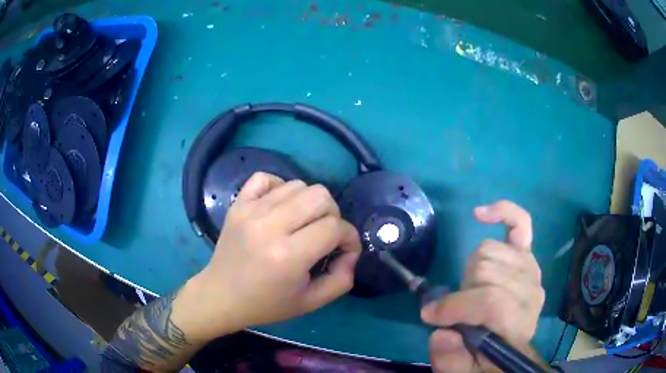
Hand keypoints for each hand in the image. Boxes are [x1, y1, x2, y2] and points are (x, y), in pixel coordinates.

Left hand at [186, 172, 361, 338]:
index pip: (334, 227)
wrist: (221, 296)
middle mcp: (269, 226)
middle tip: (325, 235)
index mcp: (288, 256)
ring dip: (309, 203)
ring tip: (302, 224)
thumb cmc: (266, 304)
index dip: (349, 237)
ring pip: (298, 184)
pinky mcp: (238, 203)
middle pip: (320, 196)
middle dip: (333, 215)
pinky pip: (266, 178)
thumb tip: (352, 252)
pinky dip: (280, 188)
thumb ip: (342, 279)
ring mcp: (250, 210)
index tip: (345, 249)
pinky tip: (280, 208)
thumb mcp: (311, 302)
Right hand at [421, 201, 544, 372]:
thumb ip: (452, 360)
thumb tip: (441, 332)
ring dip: (471, 272)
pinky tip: (481, 215)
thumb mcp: (464, 370)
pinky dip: (502, 213)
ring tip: (471, 291)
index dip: (456, 307)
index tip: (430, 317)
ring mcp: (530, 269)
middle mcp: (530, 291)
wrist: (510, 344)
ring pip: (488, 250)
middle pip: (485, 269)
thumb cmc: (486, 358)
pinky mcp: (527, 256)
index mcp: (517, 323)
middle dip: (462, 291)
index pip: (490, 301)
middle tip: (458, 309)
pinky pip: (519, 224)